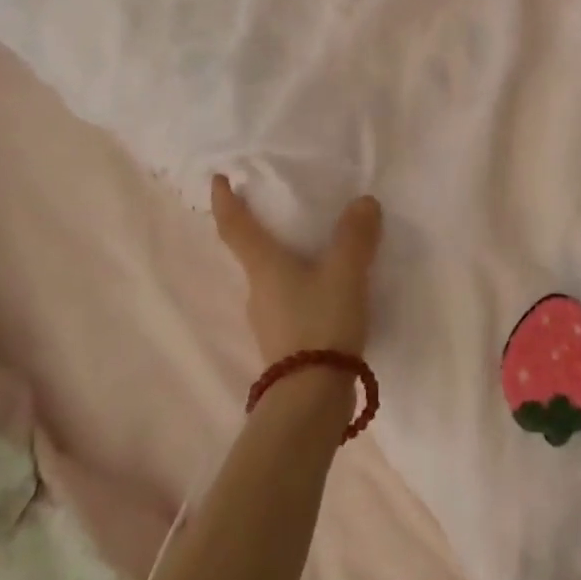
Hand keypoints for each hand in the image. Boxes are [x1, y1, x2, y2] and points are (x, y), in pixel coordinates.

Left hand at [211, 175, 383, 363]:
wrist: (311, 400)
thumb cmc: (320, 323)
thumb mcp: (345, 273)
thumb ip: (355, 236)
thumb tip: (363, 202)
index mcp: (264, 266)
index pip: (236, 227)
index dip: (225, 201)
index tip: (217, 179)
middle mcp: (258, 290)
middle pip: (254, 253)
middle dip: (264, 231)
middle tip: (286, 212)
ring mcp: (268, 320)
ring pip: (274, 279)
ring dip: (289, 262)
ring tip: (321, 251)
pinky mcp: (285, 343)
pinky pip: (291, 301)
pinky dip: (304, 287)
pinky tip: (331, 291)